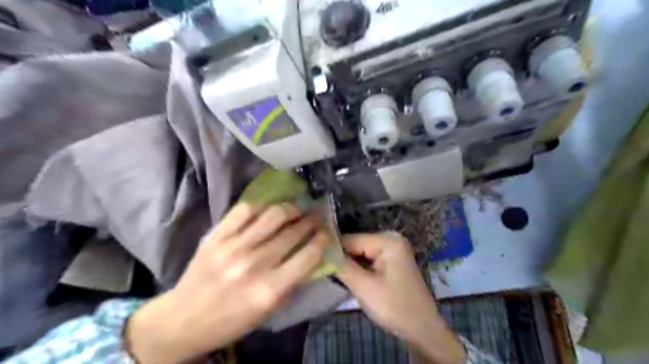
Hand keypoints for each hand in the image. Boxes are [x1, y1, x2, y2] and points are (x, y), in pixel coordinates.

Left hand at [125, 203, 330, 362]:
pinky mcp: (216, 236)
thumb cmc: (232, 319)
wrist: (183, 319)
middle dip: (311, 220)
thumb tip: (313, 252)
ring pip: (273, 215)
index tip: (327, 231)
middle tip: (316, 214)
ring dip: (291, 208)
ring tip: (297, 207)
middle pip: (293, 232)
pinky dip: (262, 206)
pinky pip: (245, 210)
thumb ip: (293, 280)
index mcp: (270, 289)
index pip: (309, 255)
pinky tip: (269, 209)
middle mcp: (254, 264)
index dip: (323, 239)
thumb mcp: (269, 309)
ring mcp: (233, 246)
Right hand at [334, 233, 466, 363]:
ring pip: (361, 252)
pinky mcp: (392, 260)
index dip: (333, 250)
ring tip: (335, 275)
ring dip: (349, 264)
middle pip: (356, 244)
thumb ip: (342, 266)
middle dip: (342, 258)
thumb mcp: (364, 287)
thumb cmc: (395, 307)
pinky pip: (369, 259)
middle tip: (325, 271)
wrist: (422, 329)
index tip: (316, 262)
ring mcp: (393, 249)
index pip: (351, 239)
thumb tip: (322, 252)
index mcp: (388, 240)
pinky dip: (359, 268)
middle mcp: (391, 238)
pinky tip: (351, 277)